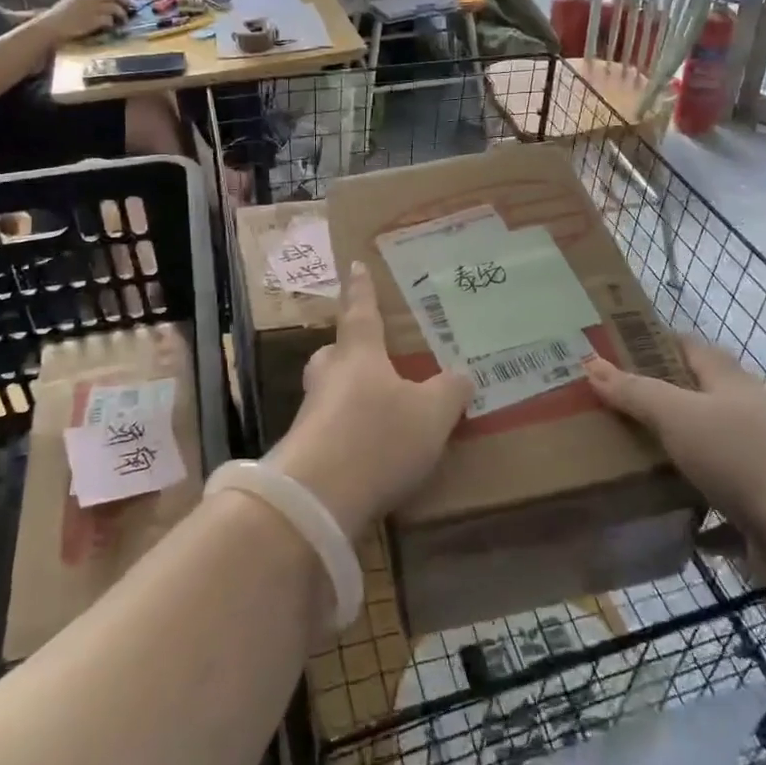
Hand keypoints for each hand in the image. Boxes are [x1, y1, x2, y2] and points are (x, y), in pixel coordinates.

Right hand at [41, 0, 128, 41]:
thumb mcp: (68, 7)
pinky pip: (109, 20)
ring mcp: (91, 9)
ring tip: (124, 22)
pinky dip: (113, 24)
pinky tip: (114, 28)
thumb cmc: (55, 21)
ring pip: (114, 7)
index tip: (122, 0)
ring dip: (122, 15)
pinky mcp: (93, 20)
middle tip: (130, 8)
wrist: (49, 28)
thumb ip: (81, 6)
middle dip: (123, 1)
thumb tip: (94, 10)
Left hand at [269, 262, 471, 539]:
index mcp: (359, 357)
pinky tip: (367, 457)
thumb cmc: (378, 438)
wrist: (316, 499)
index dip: (361, 290)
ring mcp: (311, 417)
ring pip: (328, 394)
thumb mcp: (432, 415)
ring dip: (347, 398)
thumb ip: (449, 392)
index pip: (361, 313)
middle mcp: (329, 379)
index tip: (355, 265)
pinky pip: (328, 432)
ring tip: (376, 414)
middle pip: (334, 355)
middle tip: (365, 357)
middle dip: (347, 353)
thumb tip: (462, 375)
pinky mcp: (303, 453)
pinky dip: (345, 437)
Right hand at [585, 337, 765, 581]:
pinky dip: (694, 514)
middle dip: (654, 402)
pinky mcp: (763, 515)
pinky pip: (718, 509)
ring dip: (672, 459)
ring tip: (622, 461)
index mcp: (731, 385)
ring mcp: (760, 469)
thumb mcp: (679, 416)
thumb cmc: (745, 459)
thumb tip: (589, 362)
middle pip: (696, 401)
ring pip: (706, 455)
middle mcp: (748, 419)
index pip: (690, 348)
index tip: (612, 347)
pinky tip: (665, 520)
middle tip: (603, 407)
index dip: (654, 341)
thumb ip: (635, 391)